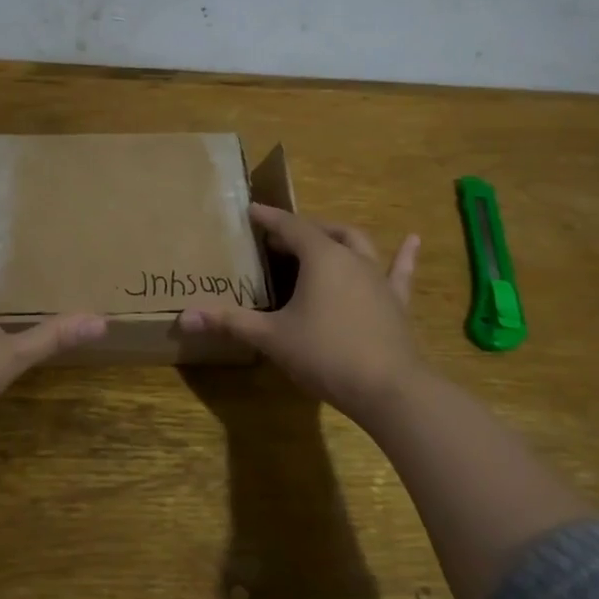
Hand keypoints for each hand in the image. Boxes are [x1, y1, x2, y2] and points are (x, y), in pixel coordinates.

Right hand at [180, 204, 422, 424]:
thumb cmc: (325, 354)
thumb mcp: (271, 337)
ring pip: (357, 244)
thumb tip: (184, 316)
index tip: (250, 210)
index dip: (268, 218)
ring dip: (337, 237)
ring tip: (322, 237)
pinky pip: (399, 271)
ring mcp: (378, 278)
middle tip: (277, 239)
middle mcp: (351, 258)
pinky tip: (414, 239)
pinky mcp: (396, 301)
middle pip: (322, 231)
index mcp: (321, 257)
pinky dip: (405, 255)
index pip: (289, 227)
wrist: (388, 388)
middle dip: (298, 230)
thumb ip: (230, 322)